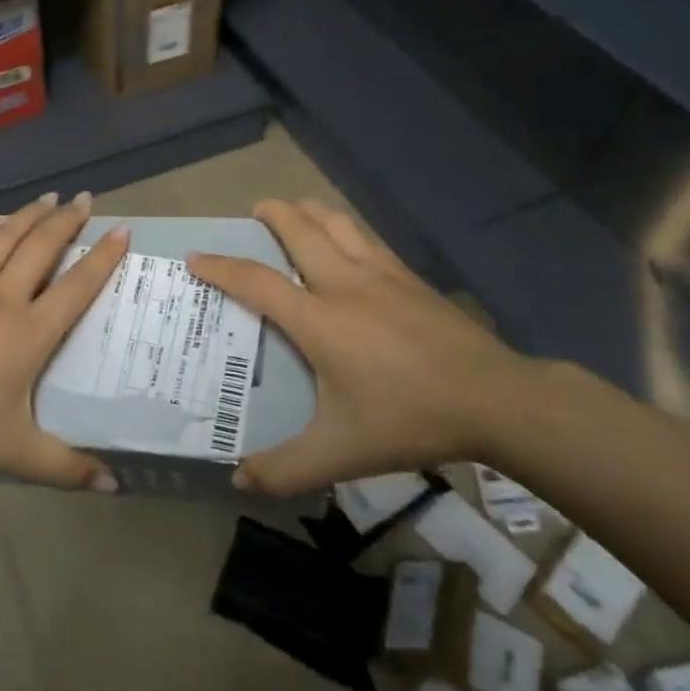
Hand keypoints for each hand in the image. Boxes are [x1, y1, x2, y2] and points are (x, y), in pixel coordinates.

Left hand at [0, 192, 128, 490]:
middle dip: (68, 220)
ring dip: (30, 215)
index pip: (77, 285)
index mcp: (30, 331)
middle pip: (43, 247)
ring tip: (50, 197)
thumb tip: (113, 485)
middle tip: (86, 199)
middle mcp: (5, 296)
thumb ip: (65, 467)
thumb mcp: (14, 452)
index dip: (103, 256)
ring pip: (6, 237)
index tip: (122, 230)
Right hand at [188, 199, 530, 495]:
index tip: (196, 257)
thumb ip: (286, 468)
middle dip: (271, 212)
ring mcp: (381, 273)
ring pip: (336, 222)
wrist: (494, 398)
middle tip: (254, 211)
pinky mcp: (410, 276)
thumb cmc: (409, 418)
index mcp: (318, 319)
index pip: (256, 281)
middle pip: (299, 228)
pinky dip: (343, 226)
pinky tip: (348, 241)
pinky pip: (366, 236)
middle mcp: (344, 282)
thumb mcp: (342, 453)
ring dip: (308, 210)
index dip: (221, 267)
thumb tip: (240, 480)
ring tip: (294, 212)